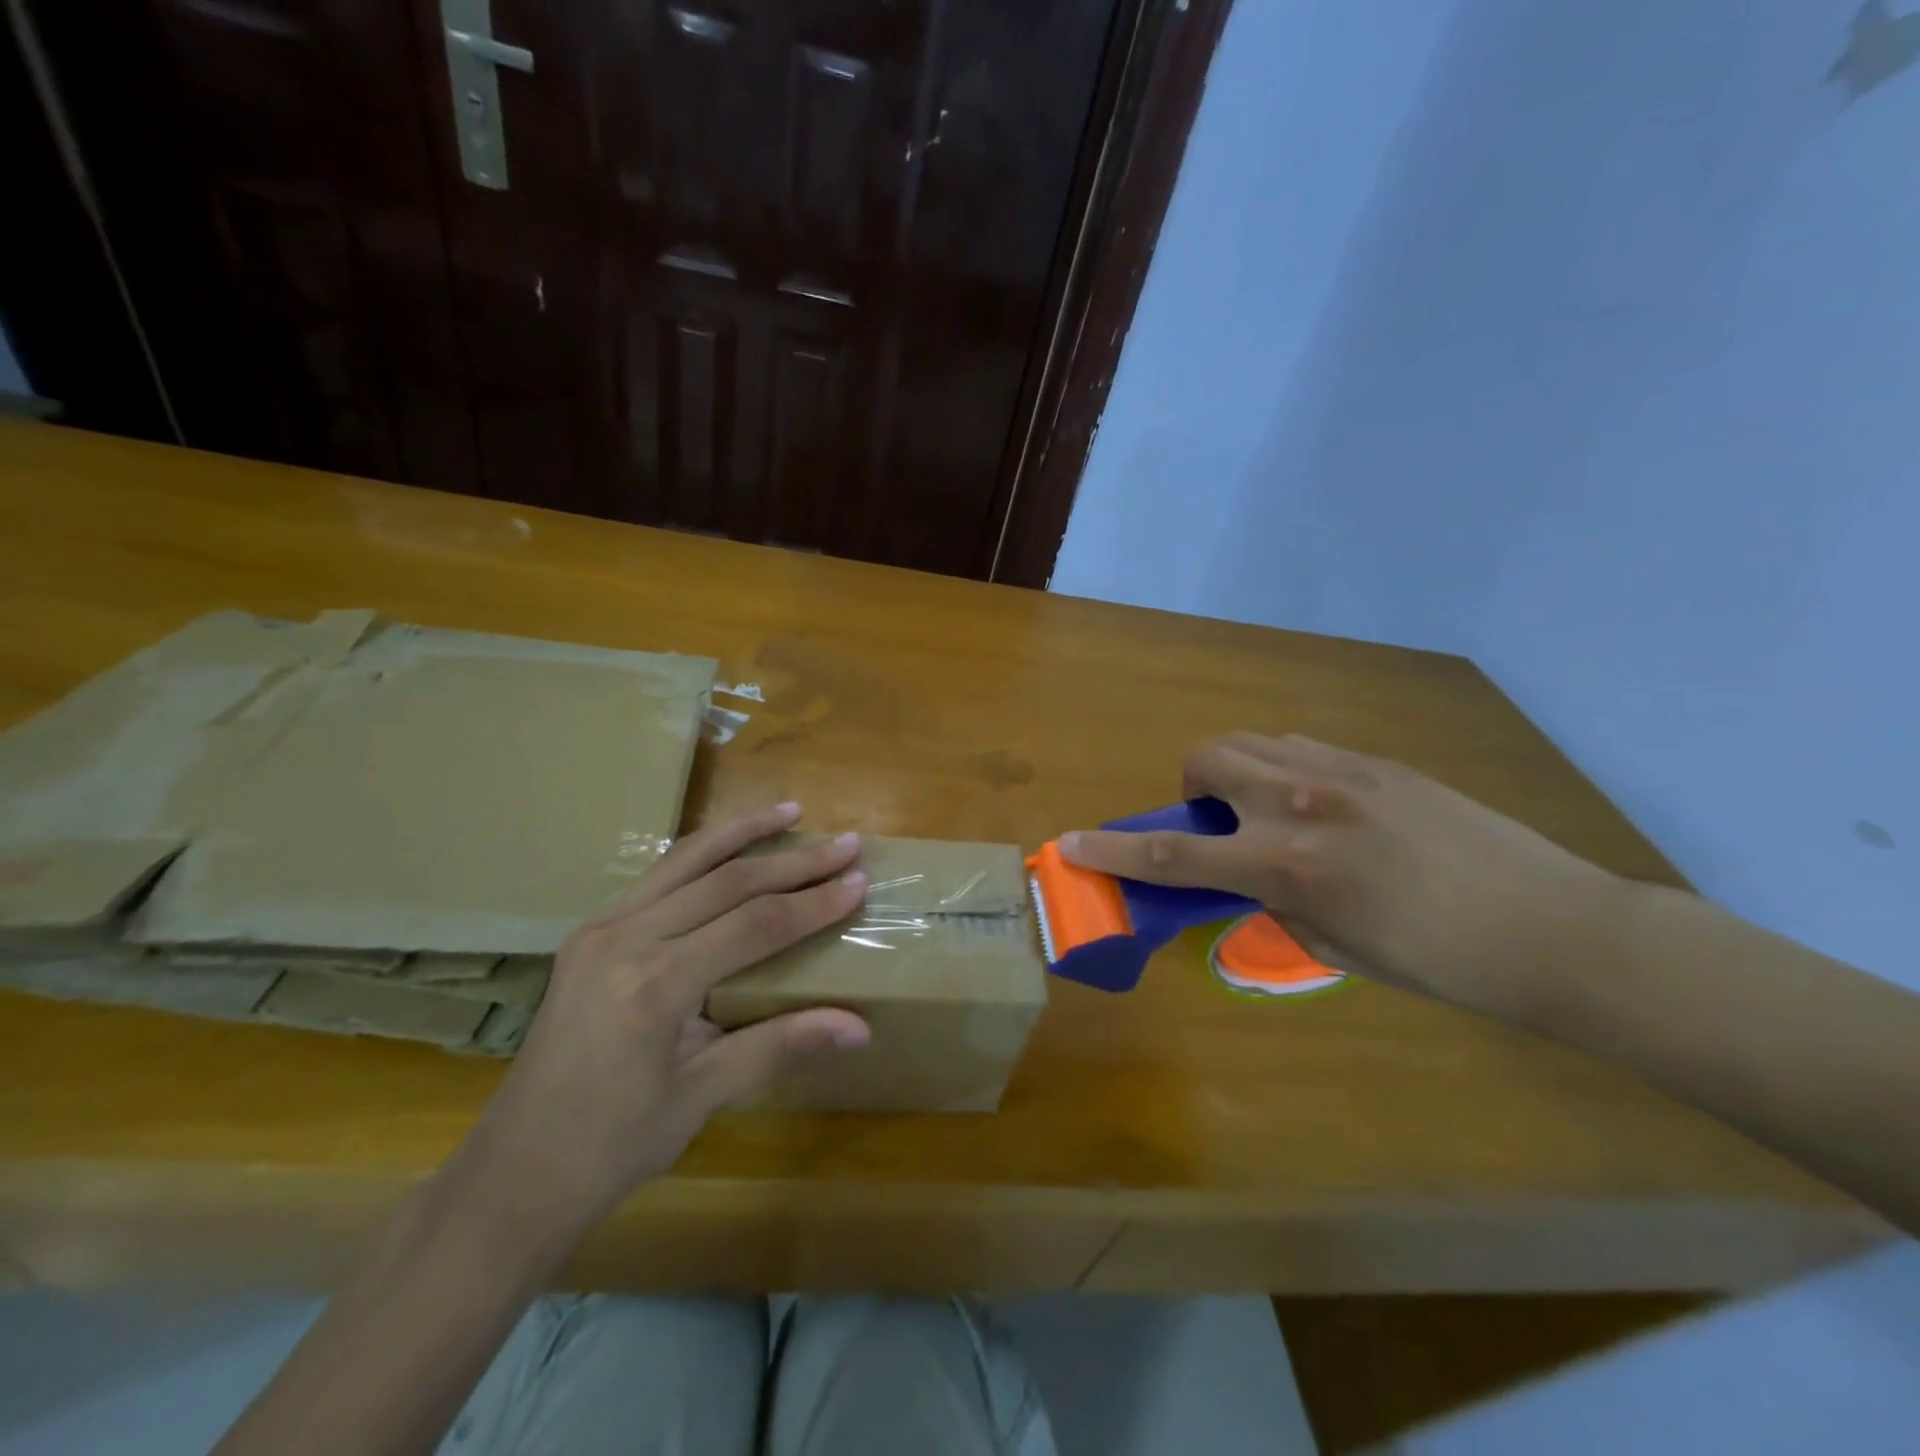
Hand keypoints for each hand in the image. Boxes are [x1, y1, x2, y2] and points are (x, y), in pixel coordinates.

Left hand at [462, 803, 869, 1236]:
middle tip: (846, 843)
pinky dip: (700, 854)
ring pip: (685, 861)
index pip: (754, 925)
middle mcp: (624, 940)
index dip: (812, 903)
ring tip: (789, 810)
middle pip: (726, 882)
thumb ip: (780, 1045)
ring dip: (742, 833)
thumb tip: (859, 1028)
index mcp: (654, 985)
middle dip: (793, 861)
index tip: (858, 880)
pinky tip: (729, 846)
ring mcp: (600, 929)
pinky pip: (656, 878)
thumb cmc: (612, 1145)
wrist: (515, 1172)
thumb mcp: (702, 1096)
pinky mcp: (589, 933)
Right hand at [1061, 734, 1624, 1019]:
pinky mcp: (1377, 761)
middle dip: (1192, 789)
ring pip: (1251, 742)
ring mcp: (1341, 772)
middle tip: (1220, 825)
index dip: (1112, 850)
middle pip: (1205, 760)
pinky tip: (1323, 805)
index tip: (1071, 844)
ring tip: (1270, 812)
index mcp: (1286, 865)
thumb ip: (1277, 905)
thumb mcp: (1335, 950)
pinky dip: (1284, 769)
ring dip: (1236, 773)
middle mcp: (1301, 803)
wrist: (1552, 926)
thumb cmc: (1439, 961)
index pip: (1173, 855)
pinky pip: (1301, 747)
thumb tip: (1255, 882)